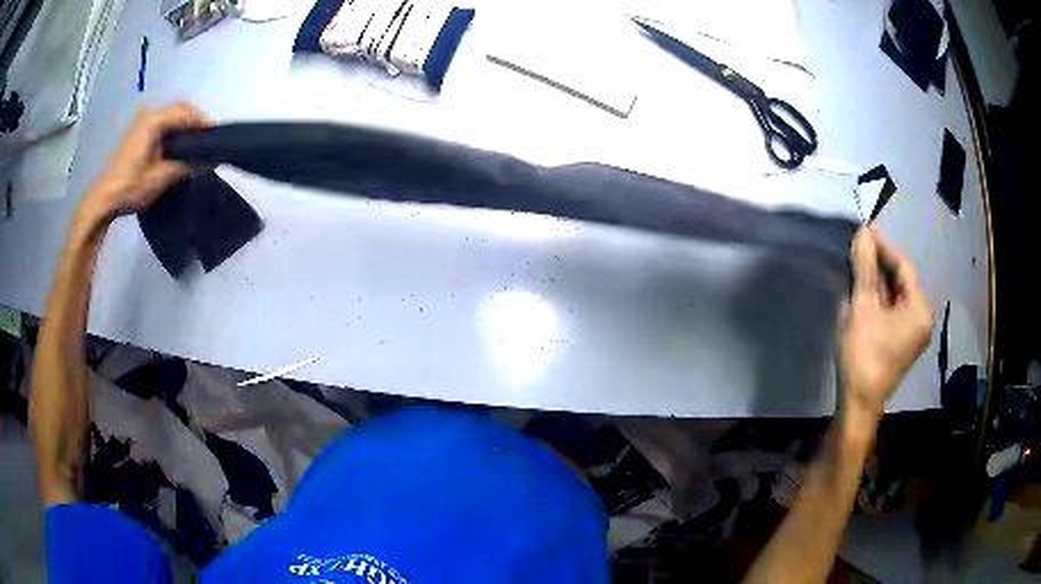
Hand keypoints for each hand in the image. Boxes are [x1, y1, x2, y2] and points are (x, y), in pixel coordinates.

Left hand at [80, 103, 212, 222]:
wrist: (103, 200)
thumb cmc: (130, 187)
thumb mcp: (160, 178)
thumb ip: (186, 165)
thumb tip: (211, 160)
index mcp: (154, 121)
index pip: (186, 113)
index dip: (203, 122)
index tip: (217, 136)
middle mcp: (148, 115)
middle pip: (179, 109)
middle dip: (195, 120)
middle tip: (208, 139)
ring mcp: (141, 123)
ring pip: (170, 115)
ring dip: (184, 124)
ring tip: (196, 143)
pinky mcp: (137, 134)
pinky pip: (162, 123)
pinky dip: (173, 129)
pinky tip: (177, 145)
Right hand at [840, 226, 932, 416]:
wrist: (858, 402)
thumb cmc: (864, 353)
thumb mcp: (863, 306)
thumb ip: (866, 268)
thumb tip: (863, 232)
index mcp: (920, 309)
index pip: (904, 267)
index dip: (884, 246)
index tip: (865, 229)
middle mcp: (922, 318)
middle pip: (902, 281)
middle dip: (881, 263)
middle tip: (860, 246)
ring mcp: (913, 332)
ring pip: (897, 296)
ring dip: (879, 280)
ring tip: (860, 263)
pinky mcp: (902, 342)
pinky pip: (894, 310)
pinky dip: (880, 298)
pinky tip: (865, 289)